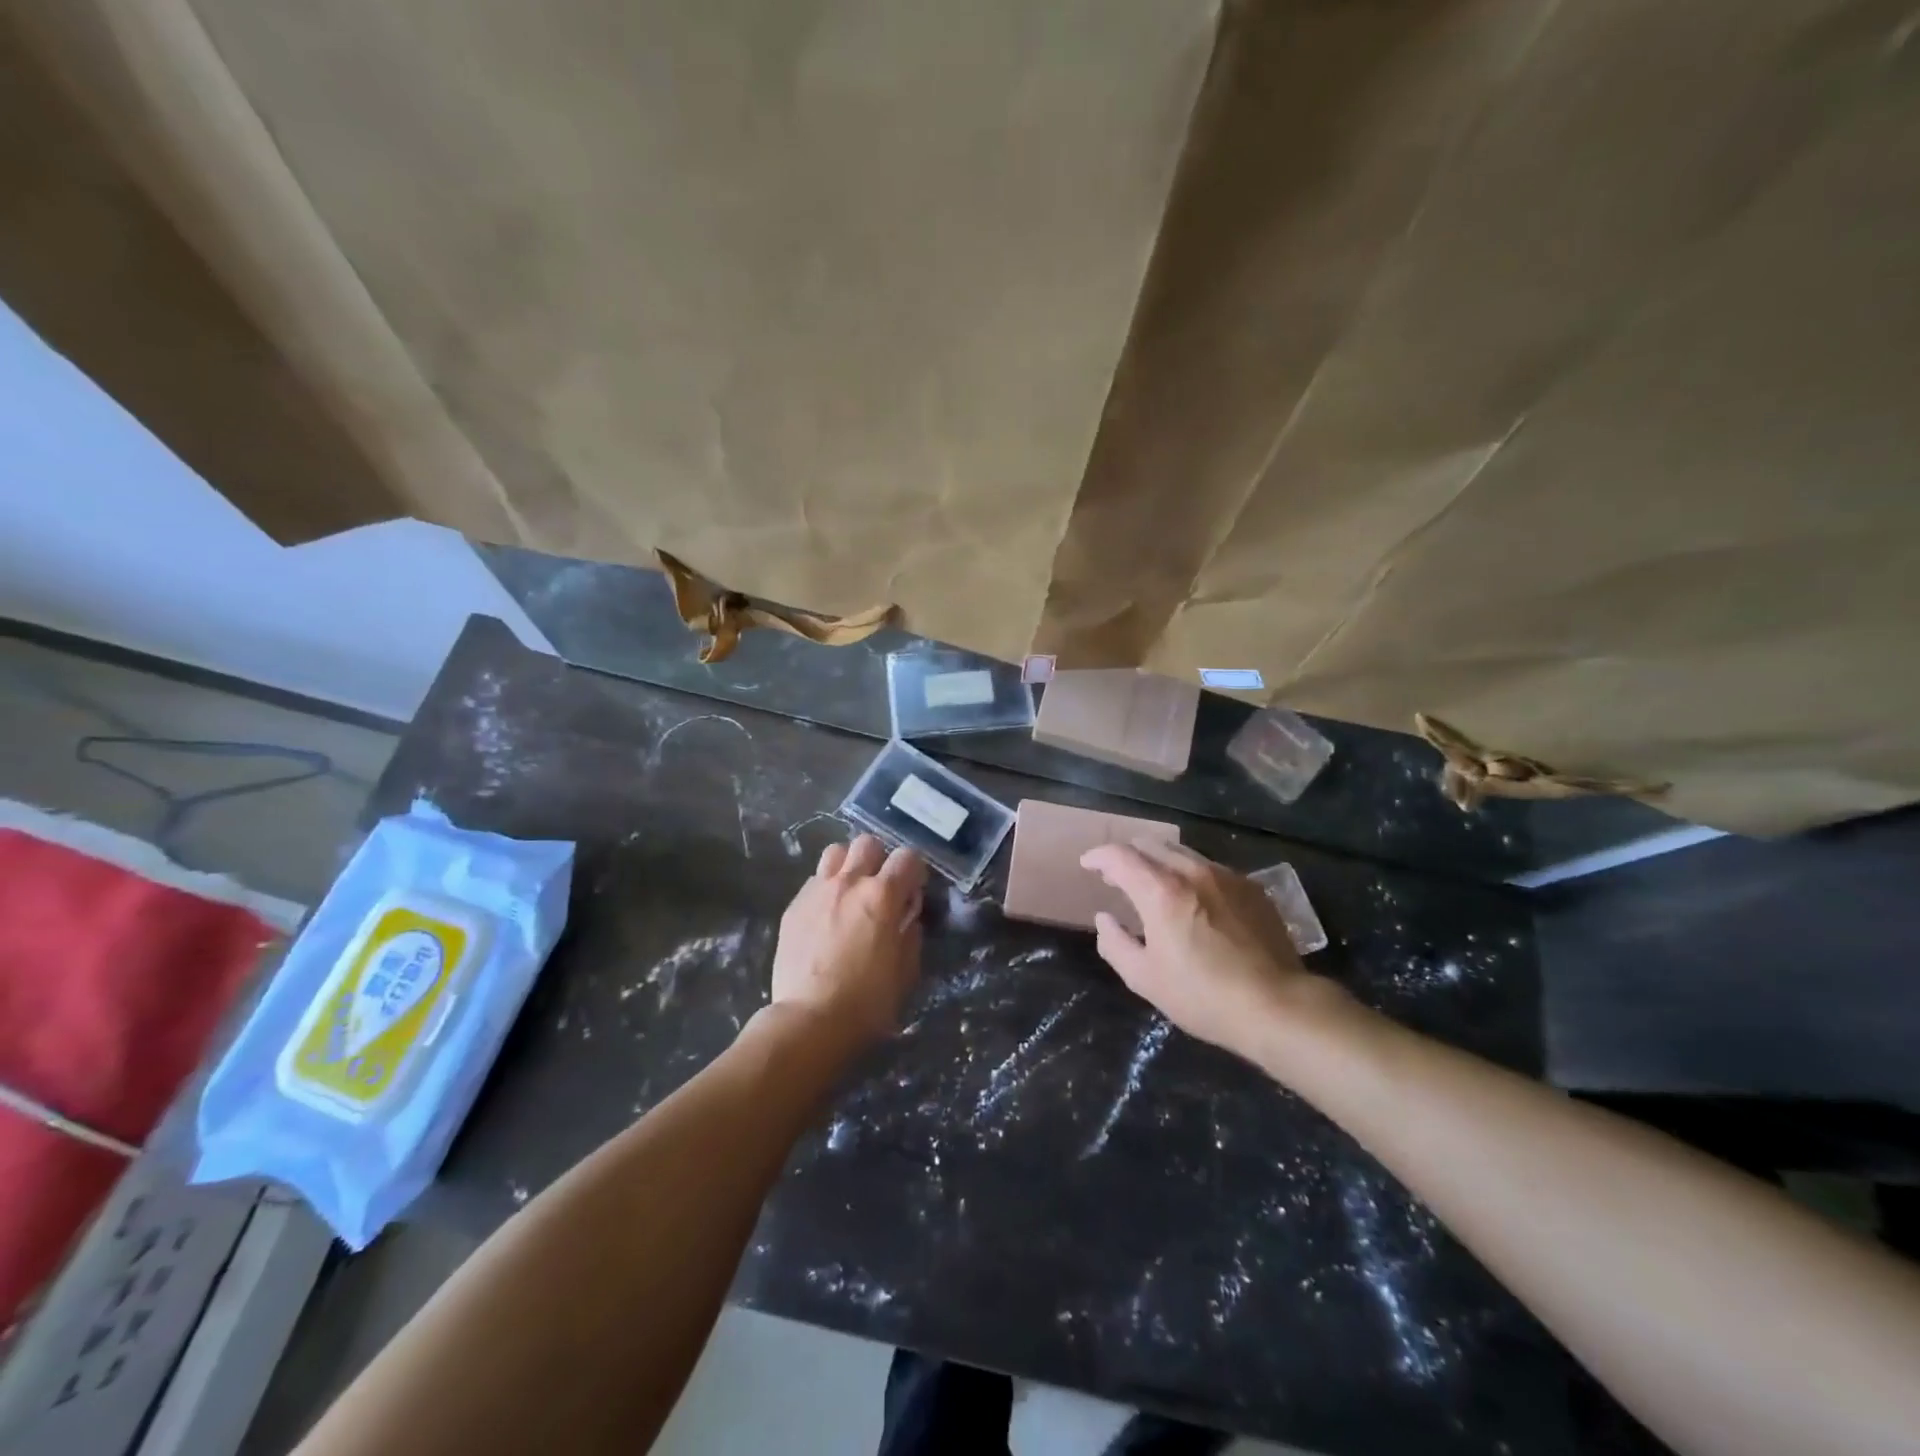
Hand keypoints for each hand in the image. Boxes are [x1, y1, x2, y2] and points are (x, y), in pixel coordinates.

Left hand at [770, 834, 926, 1049]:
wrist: (809, 1020)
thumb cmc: (867, 1001)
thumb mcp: (906, 971)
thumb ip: (910, 934)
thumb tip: (907, 916)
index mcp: (882, 895)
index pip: (907, 857)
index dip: (915, 870)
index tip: (913, 890)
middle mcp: (849, 883)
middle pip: (868, 843)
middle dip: (880, 859)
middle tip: (881, 886)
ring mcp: (817, 891)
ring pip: (835, 852)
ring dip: (848, 865)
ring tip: (850, 890)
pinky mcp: (793, 907)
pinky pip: (813, 881)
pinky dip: (825, 888)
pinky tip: (826, 914)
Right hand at [1080, 841, 1346, 1065]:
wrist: (1278, 1005)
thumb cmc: (1203, 996)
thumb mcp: (1145, 978)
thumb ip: (1115, 943)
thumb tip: (1105, 919)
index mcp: (1161, 891)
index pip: (1120, 856)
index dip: (1098, 856)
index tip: (1088, 864)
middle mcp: (1192, 872)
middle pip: (1151, 844)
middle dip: (1128, 855)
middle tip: (1116, 877)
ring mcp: (1226, 876)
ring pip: (1182, 852)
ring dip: (1159, 861)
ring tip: (1153, 884)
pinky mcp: (1251, 887)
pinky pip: (1210, 868)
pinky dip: (1189, 874)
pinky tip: (1192, 899)